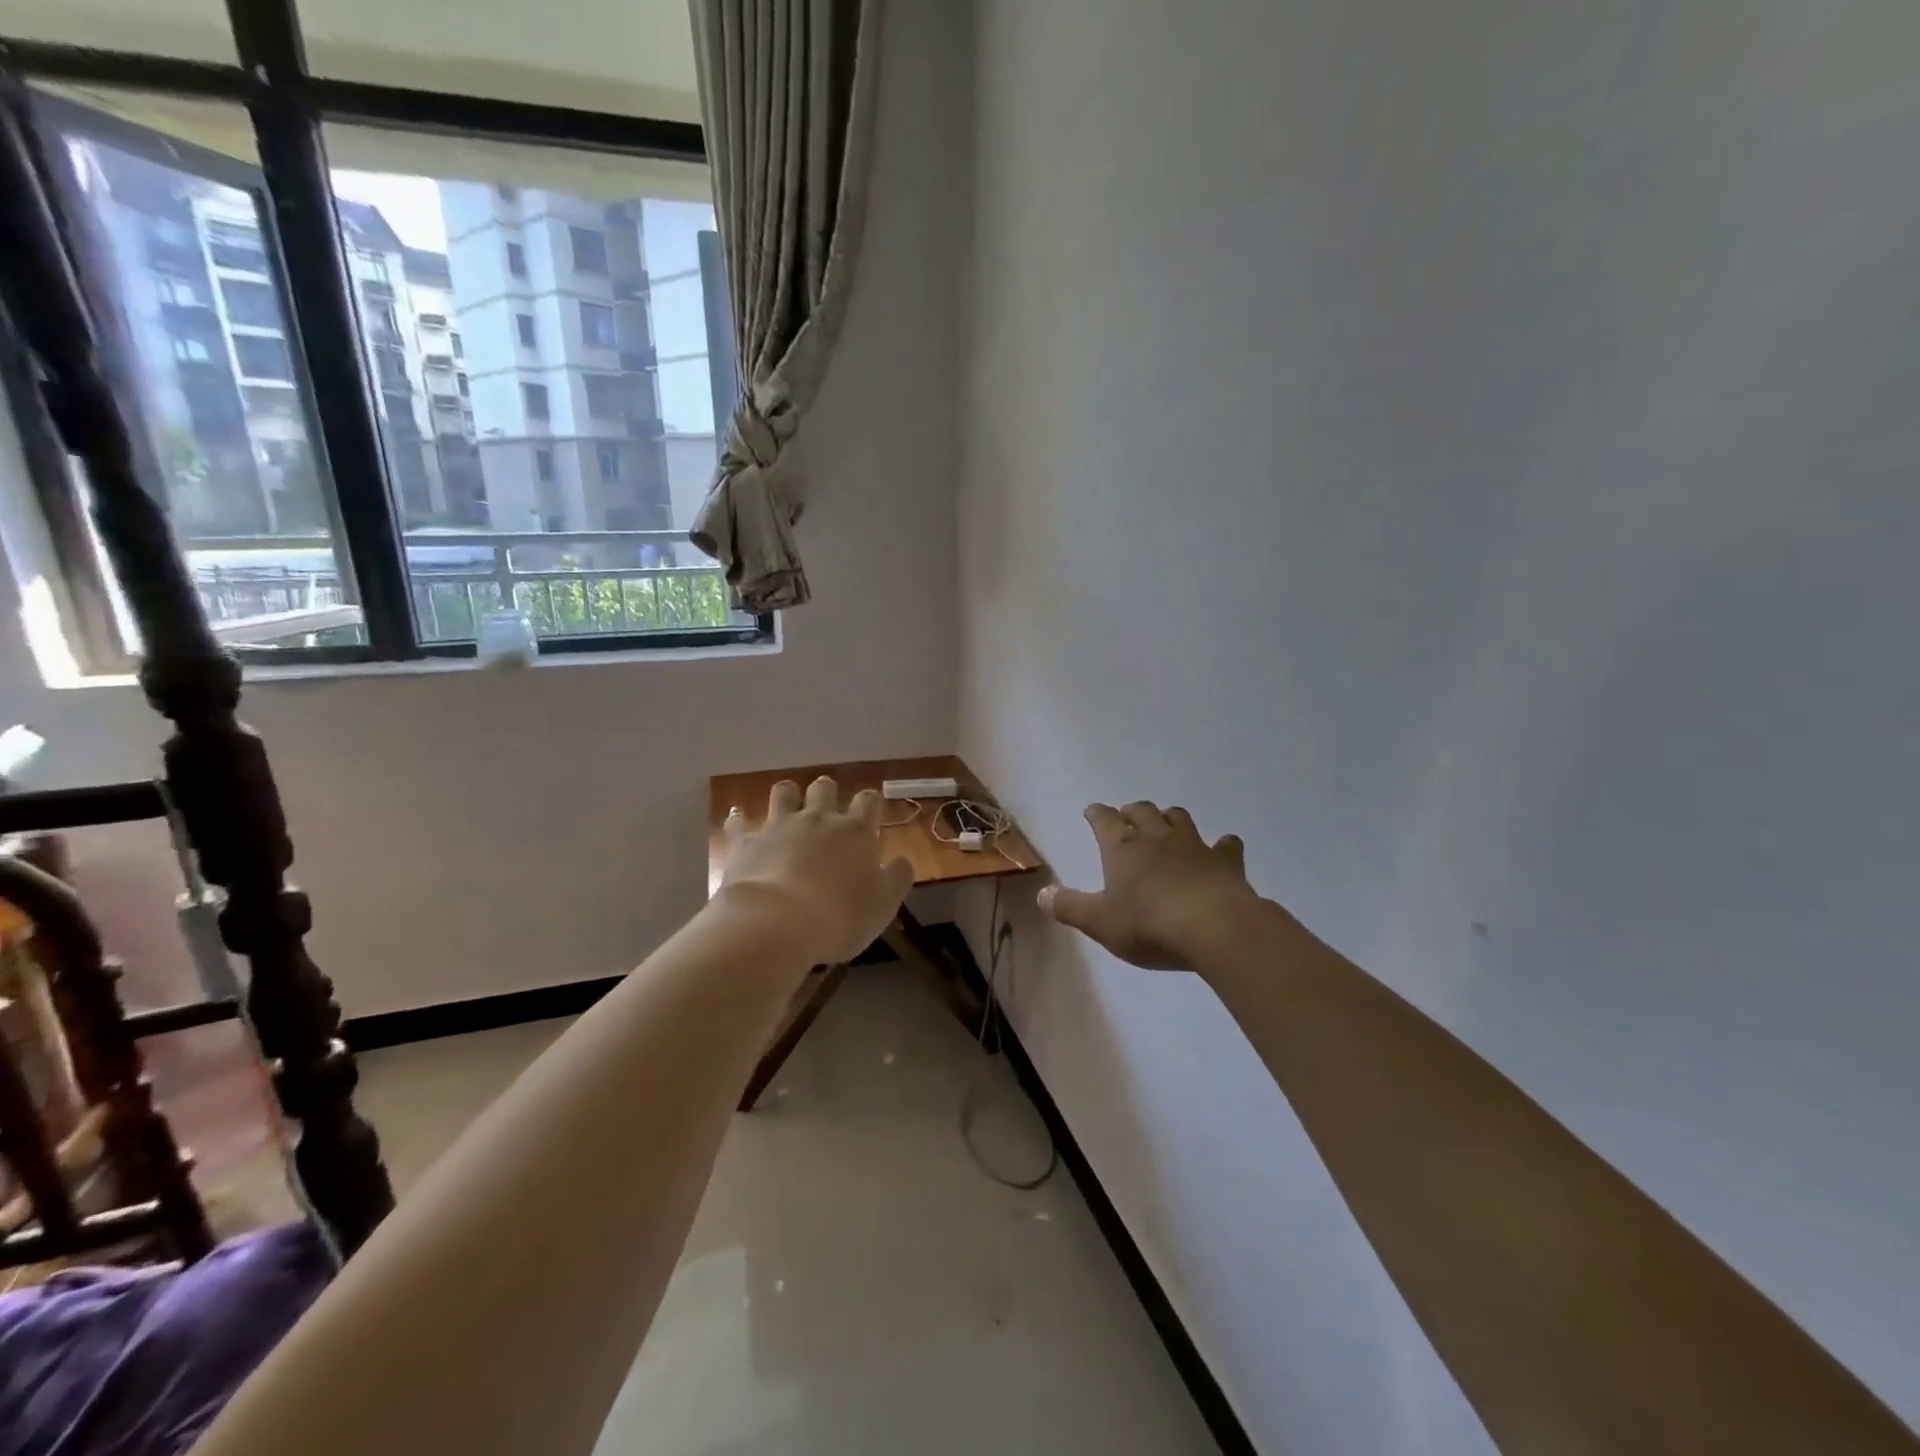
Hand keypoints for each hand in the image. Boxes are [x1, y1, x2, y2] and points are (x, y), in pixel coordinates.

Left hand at [719, 777, 915, 963]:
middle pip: (824, 789)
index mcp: (855, 831)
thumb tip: (903, 861)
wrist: (777, 924)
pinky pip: (739, 823)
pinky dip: (739, 819)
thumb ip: (897, 878)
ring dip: (787, 794)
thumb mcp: (884, 904)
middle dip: (827, 792)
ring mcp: (778, 827)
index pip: (868, 801)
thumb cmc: (840, 916)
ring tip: (788, 802)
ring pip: (783, 793)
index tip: (871, 810)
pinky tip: (737, 818)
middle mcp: (817, 820)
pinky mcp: (745, 843)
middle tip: (827, 805)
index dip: (870, 802)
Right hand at [1039, 801, 1261, 970]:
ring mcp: (1194, 845)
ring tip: (1166, 826)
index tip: (1092, 812)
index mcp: (1122, 848)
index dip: (1096, 814)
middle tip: (1127, 818)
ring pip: (1179, 818)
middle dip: (1132, 812)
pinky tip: (1222, 848)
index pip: (1104, 820)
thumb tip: (1042, 894)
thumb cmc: (1149, 924)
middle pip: (1142, 811)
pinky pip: (1226, 845)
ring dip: (1170, 818)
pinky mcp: (1226, 861)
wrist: (1215, 928)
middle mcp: (1157, 837)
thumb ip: (1069, 907)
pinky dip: (1221, 845)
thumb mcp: (1100, 922)